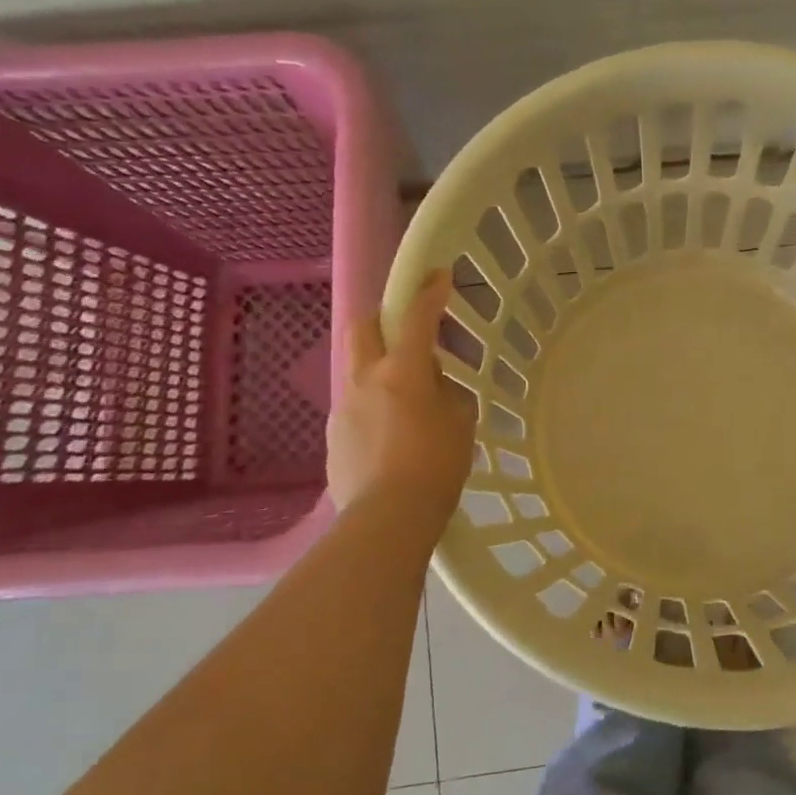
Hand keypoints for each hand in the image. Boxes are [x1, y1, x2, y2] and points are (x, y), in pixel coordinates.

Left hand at [328, 269, 475, 529]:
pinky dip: (373, 405)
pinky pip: (355, 405)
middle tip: (406, 330)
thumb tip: (435, 387)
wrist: (387, 518)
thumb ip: (448, 394)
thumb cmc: (436, 467)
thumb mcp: (461, 424)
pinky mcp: (335, 436)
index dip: (429, 292)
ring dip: (379, 367)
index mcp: (402, 372)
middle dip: (383, 317)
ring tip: (405, 399)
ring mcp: (344, 407)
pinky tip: (391, 435)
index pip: (416, 318)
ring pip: (357, 368)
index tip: (439, 275)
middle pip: (363, 327)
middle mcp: (365, 380)